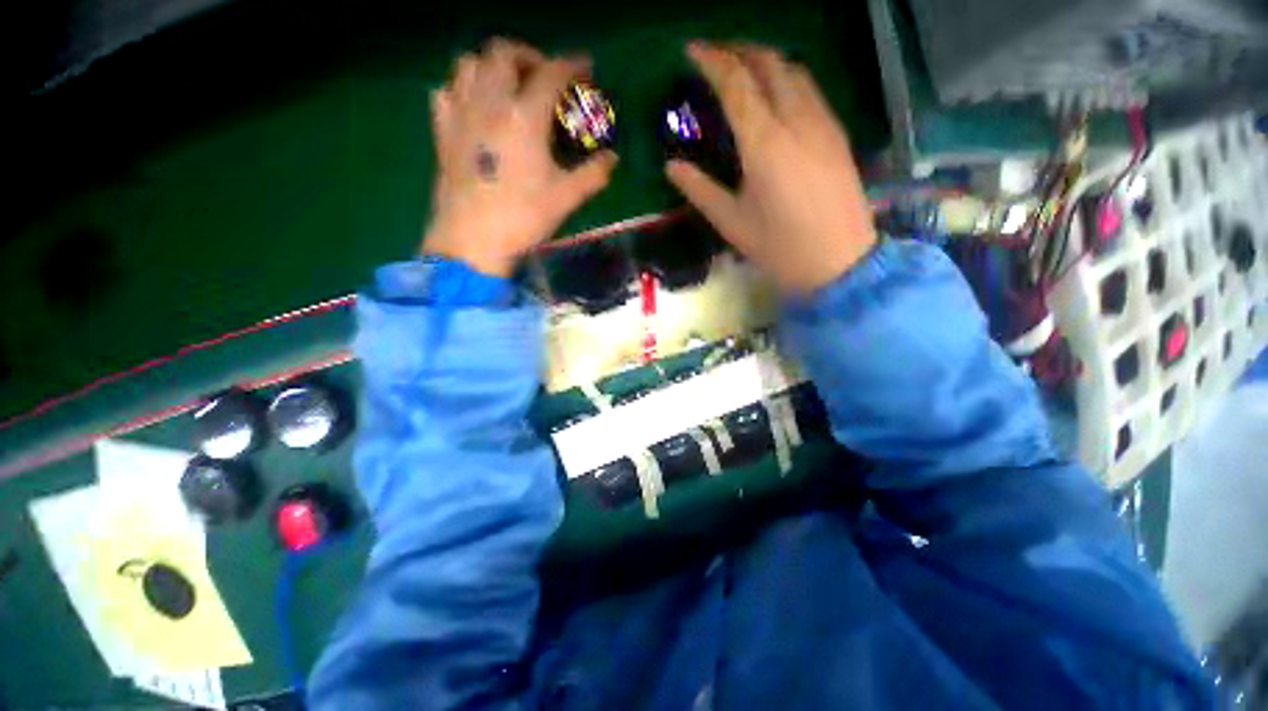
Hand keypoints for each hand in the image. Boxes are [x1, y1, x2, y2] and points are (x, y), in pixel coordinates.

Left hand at [422, 39, 617, 276]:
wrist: (472, 240)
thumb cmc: (522, 217)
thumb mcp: (566, 198)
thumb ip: (593, 174)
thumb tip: (613, 159)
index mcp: (523, 116)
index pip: (551, 73)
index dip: (572, 65)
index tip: (585, 67)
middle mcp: (489, 102)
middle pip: (504, 52)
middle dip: (530, 56)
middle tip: (544, 78)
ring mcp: (460, 113)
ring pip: (469, 63)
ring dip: (493, 65)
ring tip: (509, 87)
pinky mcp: (442, 131)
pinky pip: (448, 90)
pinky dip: (464, 87)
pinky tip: (476, 107)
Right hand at [666, 42, 876, 294]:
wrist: (839, 261)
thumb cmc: (779, 247)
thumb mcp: (732, 223)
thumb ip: (700, 190)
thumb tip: (672, 167)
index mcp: (764, 143)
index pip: (736, 83)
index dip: (712, 61)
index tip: (692, 51)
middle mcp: (796, 120)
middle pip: (769, 63)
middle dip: (739, 50)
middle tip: (715, 55)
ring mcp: (822, 123)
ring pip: (794, 70)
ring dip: (766, 59)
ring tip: (743, 68)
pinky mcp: (837, 133)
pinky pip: (811, 89)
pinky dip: (787, 78)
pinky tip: (776, 93)